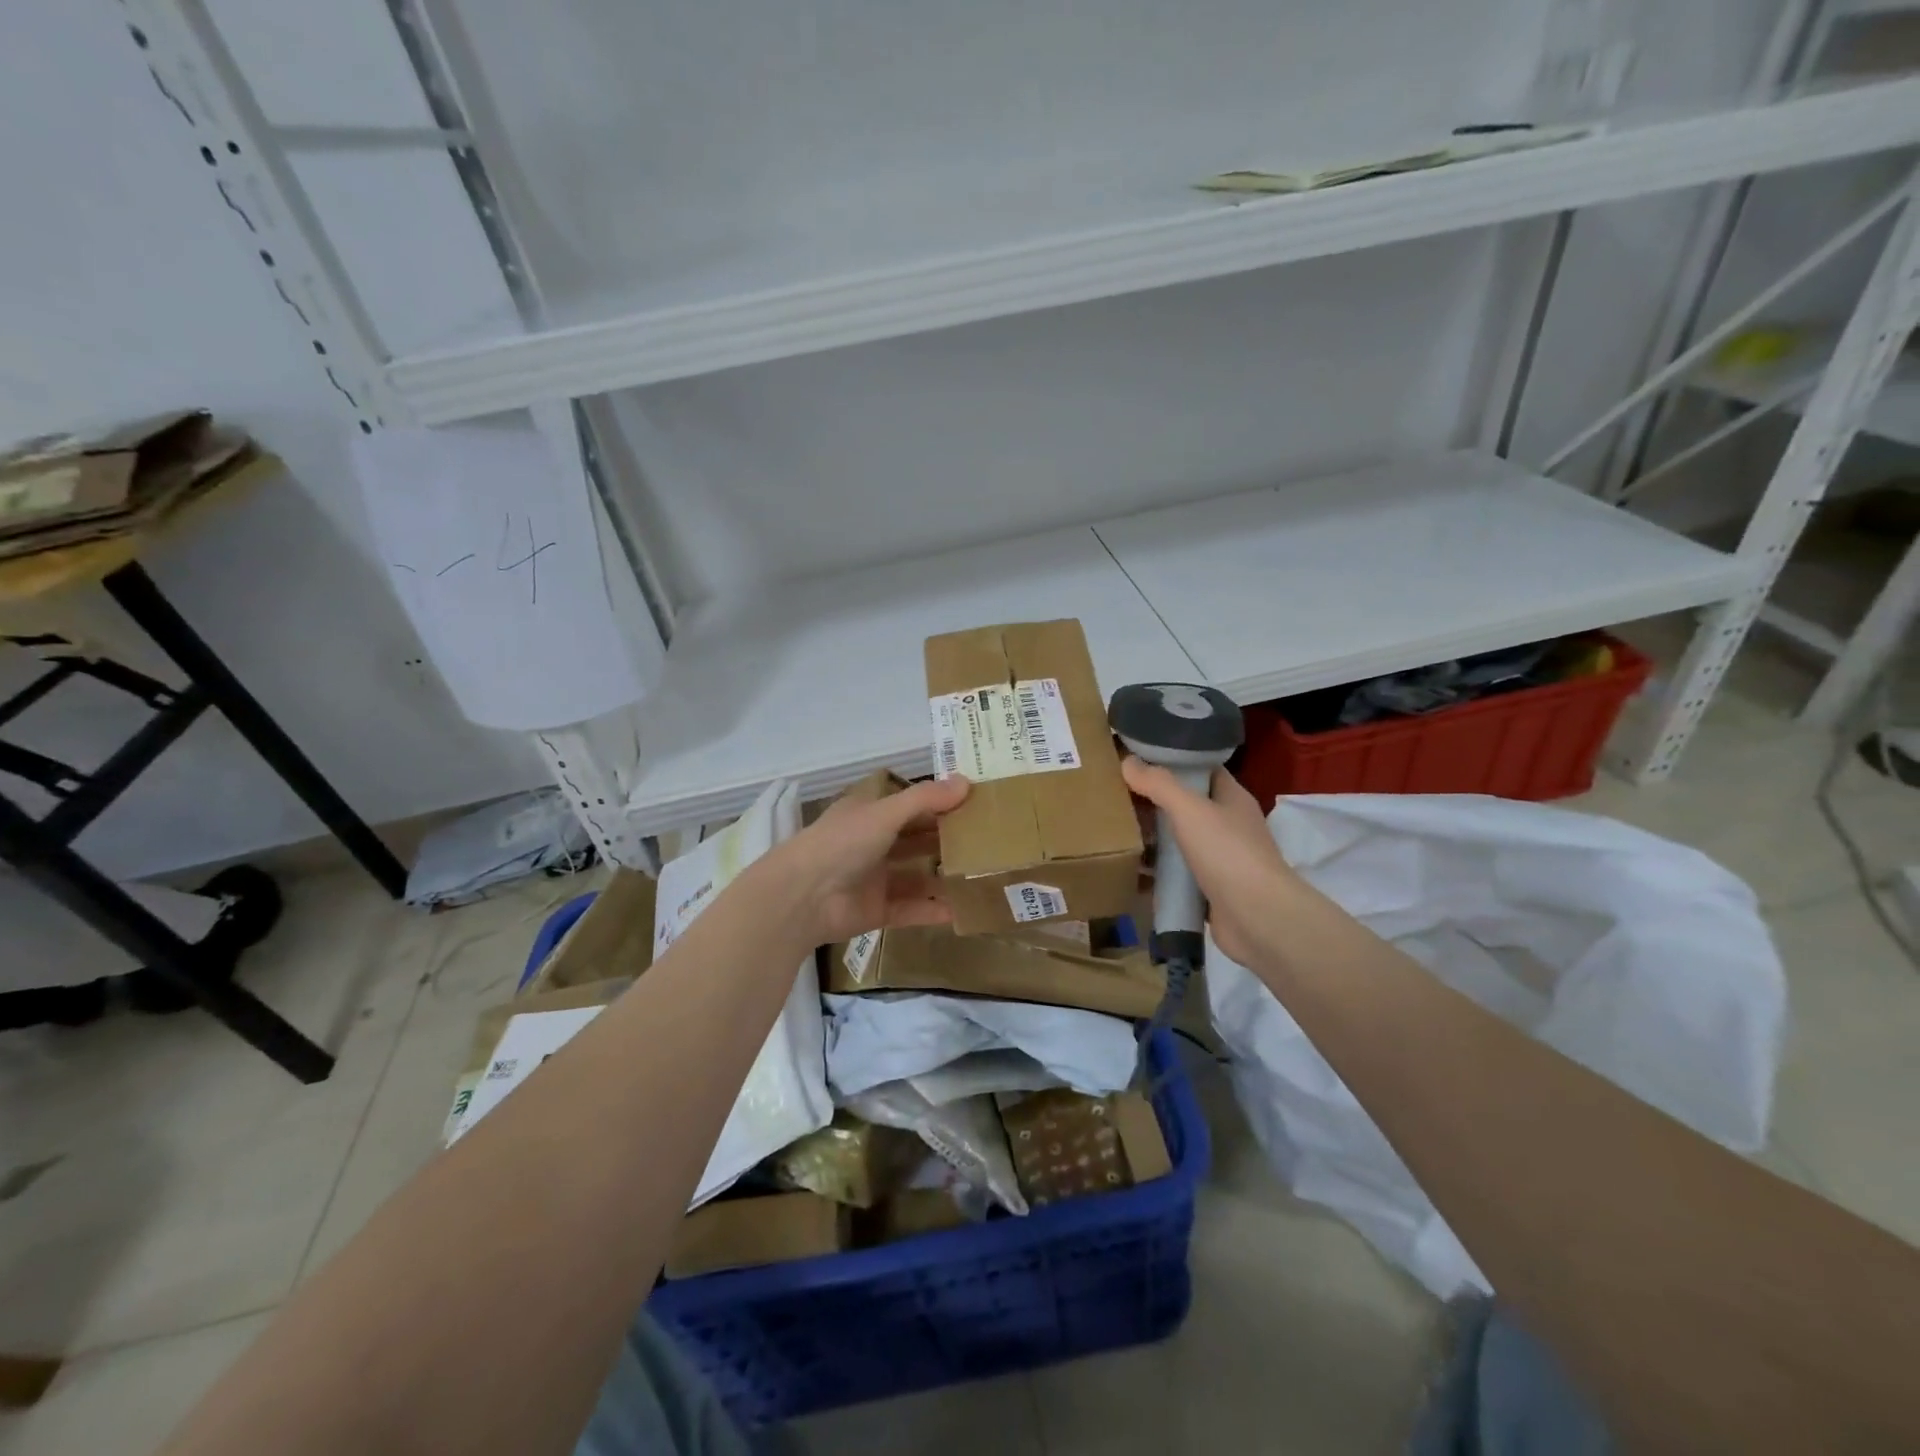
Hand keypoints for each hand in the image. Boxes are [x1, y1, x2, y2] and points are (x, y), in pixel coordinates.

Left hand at [759, 776, 970, 946]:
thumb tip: (967, 782)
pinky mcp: (876, 911)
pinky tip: (961, 911)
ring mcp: (874, 879)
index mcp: (869, 814)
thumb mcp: (885, 812)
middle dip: (947, 840)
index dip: (939, 803)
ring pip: (916, 876)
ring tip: (981, 876)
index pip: (910, 804)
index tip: (975, 804)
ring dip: (943, 877)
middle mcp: (872, 843)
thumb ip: (925, 799)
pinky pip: (911, 909)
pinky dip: (932, 910)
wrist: (802, 898)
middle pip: (915, 840)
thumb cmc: (842, 843)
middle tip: (988, 841)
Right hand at [1121, 757, 1296, 967]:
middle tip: (1116, 795)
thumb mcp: (1190, 809)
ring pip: (1180, 841)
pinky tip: (1129, 869)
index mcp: (1232, 798)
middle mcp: (1228, 825)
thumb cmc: (1228, 853)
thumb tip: (1128, 761)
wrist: (1257, 918)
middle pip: (1186, 805)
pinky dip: (1156, 872)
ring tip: (1114, 830)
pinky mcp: (1209, 890)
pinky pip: (1177, 874)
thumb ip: (1159, 784)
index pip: (1201, 769)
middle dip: (1154, 801)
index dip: (1172, 761)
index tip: (1137, 759)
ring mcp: (1220, 859)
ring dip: (1152, 838)